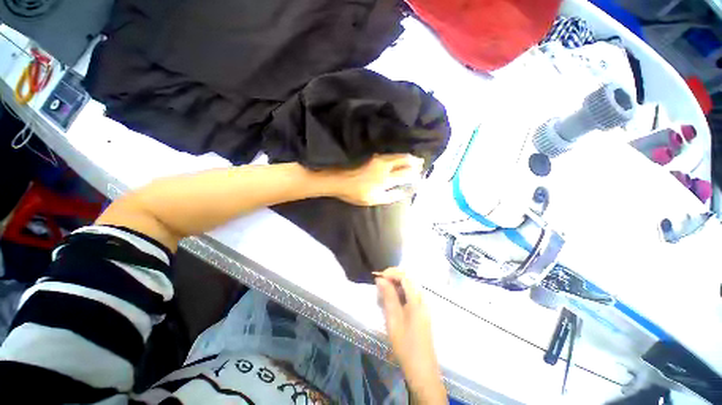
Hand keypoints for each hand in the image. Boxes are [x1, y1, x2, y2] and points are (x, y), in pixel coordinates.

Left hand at [328, 154, 423, 205]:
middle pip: (403, 162)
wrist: (340, 180)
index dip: (414, 174)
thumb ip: (390, 196)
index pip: (405, 174)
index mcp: (385, 179)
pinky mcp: (374, 158)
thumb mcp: (373, 199)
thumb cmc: (356, 193)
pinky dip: (399, 156)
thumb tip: (403, 192)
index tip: (421, 174)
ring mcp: (379, 160)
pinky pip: (391, 155)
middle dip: (414, 162)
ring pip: (397, 156)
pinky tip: (400, 157)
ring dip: (407, 157)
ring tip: (416, 158)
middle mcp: (385, 167)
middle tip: (422, 162)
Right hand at [375, 268, 446, 403]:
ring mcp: (422, 306)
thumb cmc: (405, 345)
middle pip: (407, 280)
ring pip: (407, 288)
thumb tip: (380, 278)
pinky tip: (390, 305)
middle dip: (392, 279)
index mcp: (417, 300)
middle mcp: (422, 299)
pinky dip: (398, 296)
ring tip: (382, 298)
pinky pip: (409, 296)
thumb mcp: (393, 319)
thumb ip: (388, 296)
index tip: (378, 277)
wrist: (422, 370)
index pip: (404, 276)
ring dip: (394, 288)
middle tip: (379, 288)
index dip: (391, 272)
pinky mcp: (421, 312)